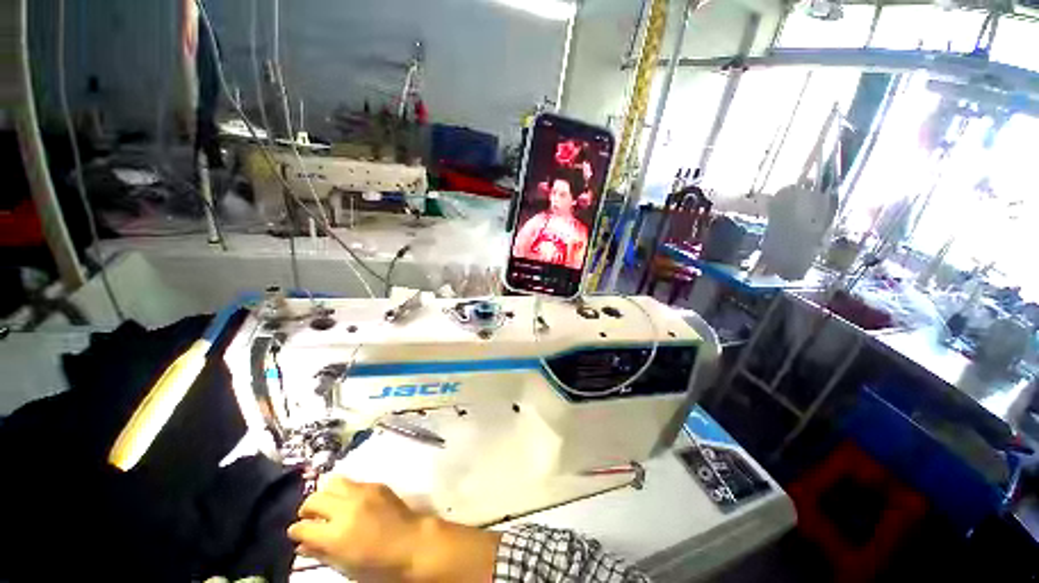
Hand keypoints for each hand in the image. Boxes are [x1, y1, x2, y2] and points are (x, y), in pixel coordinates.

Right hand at [288, 476, 500, 582]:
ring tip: (328, 505)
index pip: (302, 527)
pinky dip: (345, 490)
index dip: (295, 531)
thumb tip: (302, 545)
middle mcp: (346, 508)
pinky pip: (353, 482)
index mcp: (336, 534)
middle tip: (309, 518)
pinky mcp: (377, 484)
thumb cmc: (378, 564)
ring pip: (333, 482)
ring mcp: (363, 492)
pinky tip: (350, 502)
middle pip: (314, 499)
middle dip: (306, 508)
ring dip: (325, 493)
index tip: (296, 533)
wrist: (412, 543)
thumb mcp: (344, 567)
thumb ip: (321, 553)